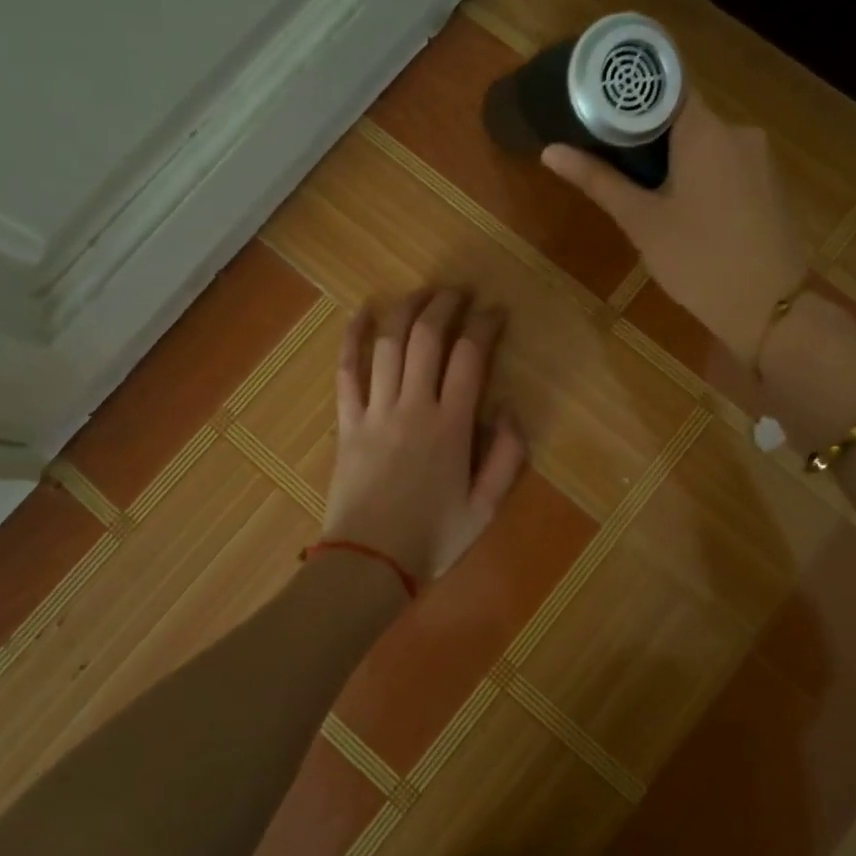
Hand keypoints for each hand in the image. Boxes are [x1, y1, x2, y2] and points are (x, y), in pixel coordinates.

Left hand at [320, 289, 527, 587]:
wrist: (367, 564)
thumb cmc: (431, 538)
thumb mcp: (486, 507)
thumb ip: (507, 455)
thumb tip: (509, 407)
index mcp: (451, 426)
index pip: (471, 357)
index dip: (485, 325)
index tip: (496, 311)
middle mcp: (413, 407)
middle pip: (428, 337)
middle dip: (446, 305)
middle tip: (460, 292)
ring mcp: (375, 411)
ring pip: (389, 344)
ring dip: (407, 309)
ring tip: (424, 292)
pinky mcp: (347, 421)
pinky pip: (347, 370)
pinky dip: (352, 337)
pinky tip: (362, 311)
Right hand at [543, 95, 805, 363]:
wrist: (772, 310)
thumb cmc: (699, 261)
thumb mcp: (641, 222)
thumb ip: (598, 180)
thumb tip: (550, 150)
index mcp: (706, 130)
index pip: (666, 84)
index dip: (631, 93)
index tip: (600, 107)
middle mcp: (739, 131)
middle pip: (685, 115)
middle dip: (648, 133)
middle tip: (611, 158)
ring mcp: (761, 158)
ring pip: (707, 142)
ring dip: (677, 157)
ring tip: (644, 189)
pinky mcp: (772, 184)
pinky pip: (728, 164)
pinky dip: (703, 174)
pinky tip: (686, 208)